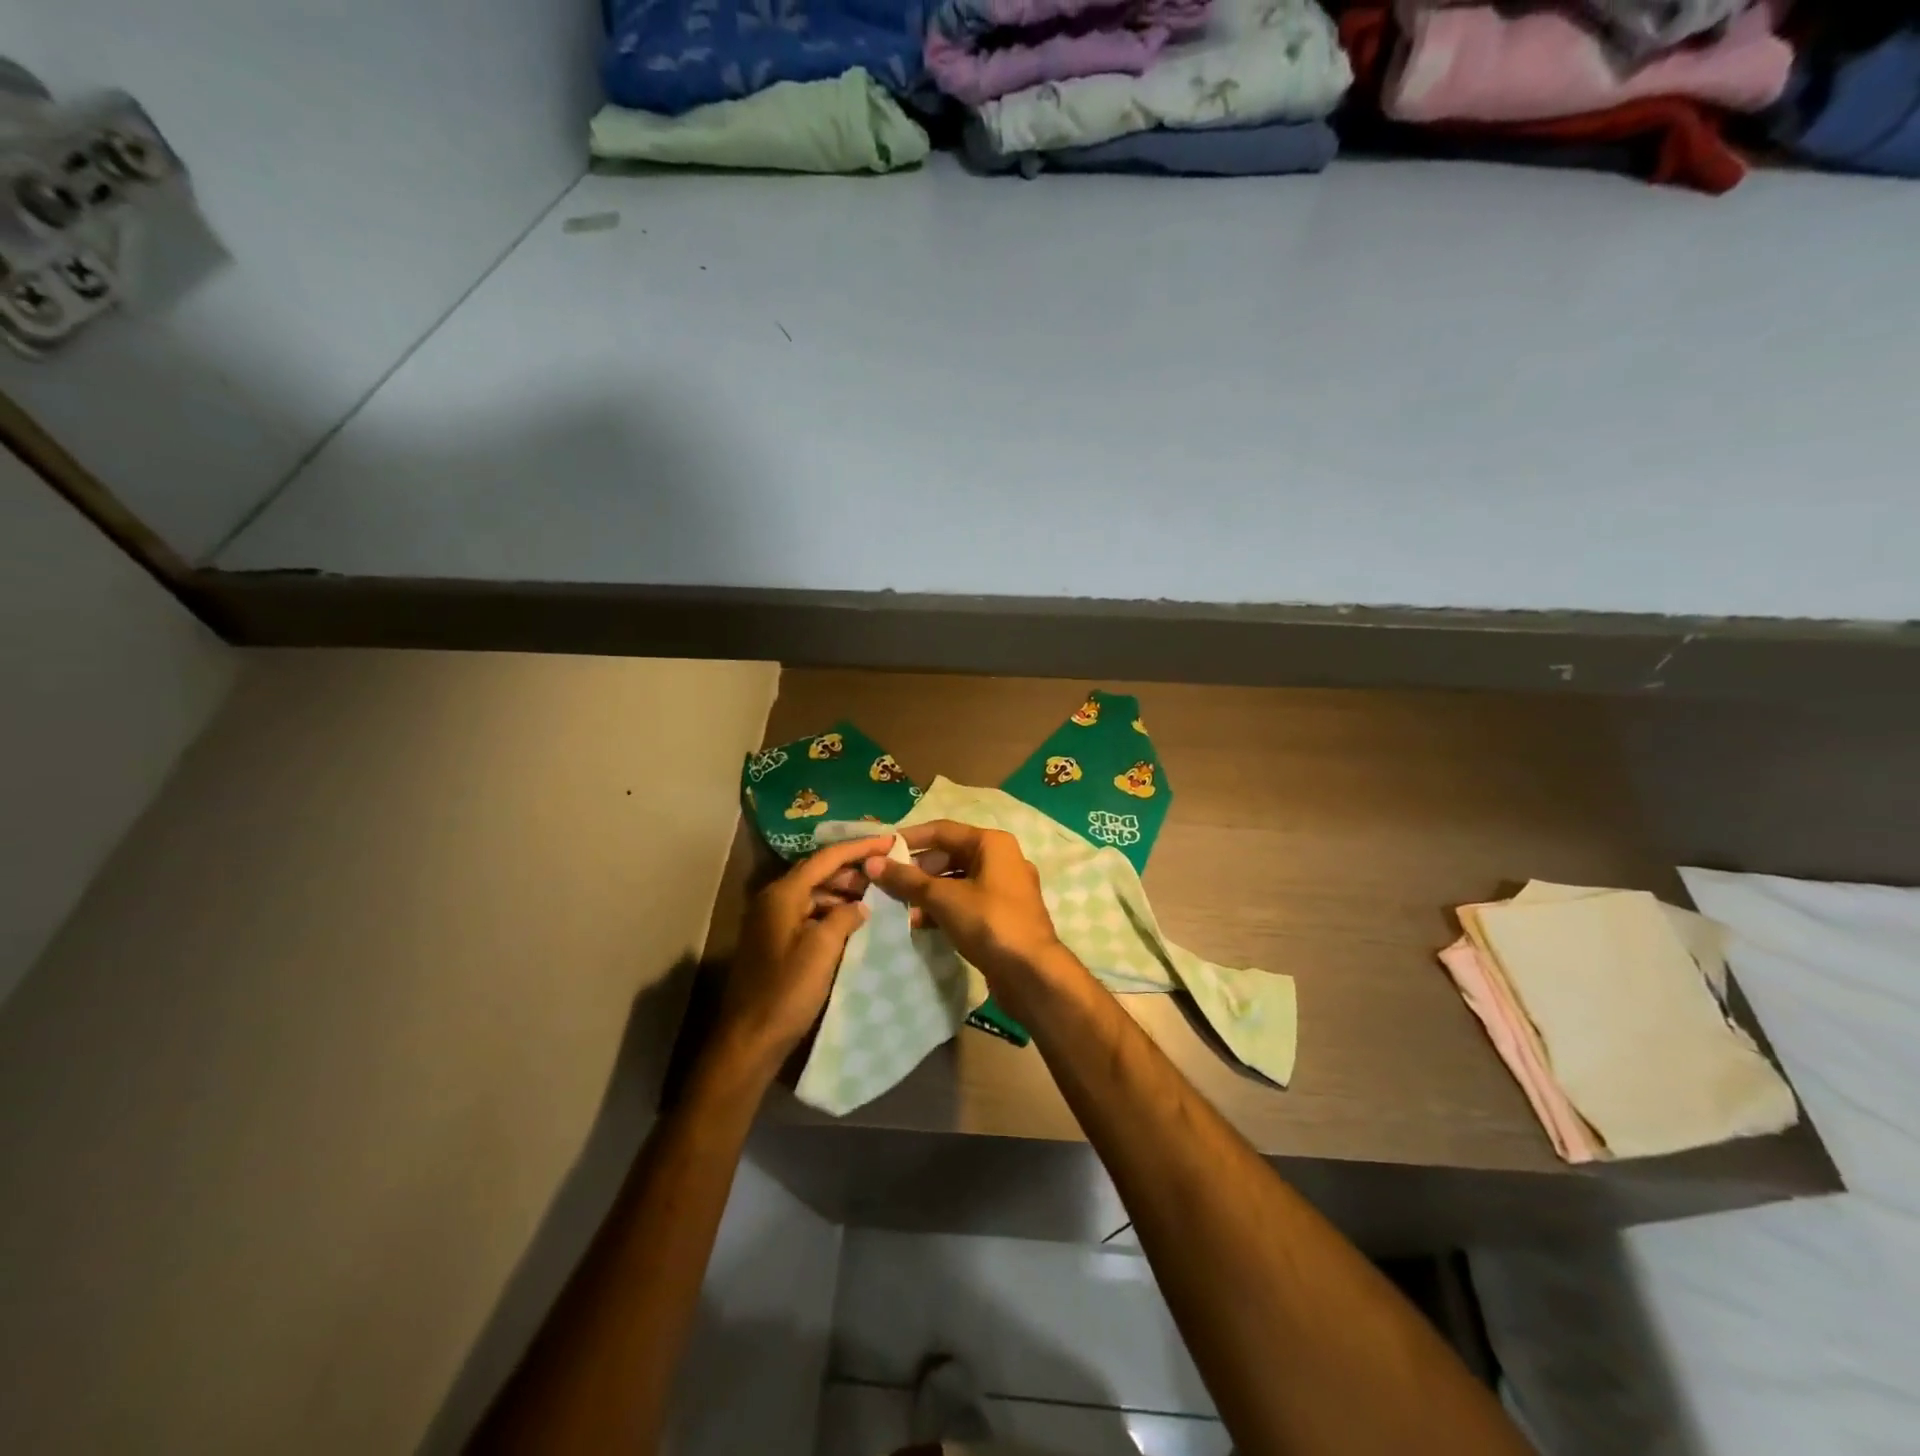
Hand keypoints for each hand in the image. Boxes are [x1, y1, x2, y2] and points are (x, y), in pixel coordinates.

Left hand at [716, 835, 893, 1070]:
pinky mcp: (774, 941)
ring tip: (875, 897)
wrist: (750, 1039)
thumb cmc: (787, 991)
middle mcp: (773, 899)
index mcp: (783, 894)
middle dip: (852, 870)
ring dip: (842, 892)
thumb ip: (845, 917)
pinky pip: (807, 913)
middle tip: (885, 872)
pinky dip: (830, 912)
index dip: (859, 847)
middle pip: (818, 872)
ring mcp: (771, 920)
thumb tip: (860, 905)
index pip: (826, 858)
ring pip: (813, 894)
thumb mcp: (823, 949)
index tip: (889, 840)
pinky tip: (852, 923)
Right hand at [863, 821, 1067, 988]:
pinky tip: (922, 924)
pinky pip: (967, 902)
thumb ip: (907, 880)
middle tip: (888, 883)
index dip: (909, 838)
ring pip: (957, 881)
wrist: (1032, 974)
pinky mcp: (1003, 915)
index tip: (880, 849)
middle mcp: (1002, 859)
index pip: (942, 830)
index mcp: (992, 843)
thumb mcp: (944, 898)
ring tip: (901, 908)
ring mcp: (1005, 889)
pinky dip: (944, 908)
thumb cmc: (989, 923)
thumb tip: (872, 863)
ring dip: (928, 892)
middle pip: (950, 855)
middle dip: (918, 870)